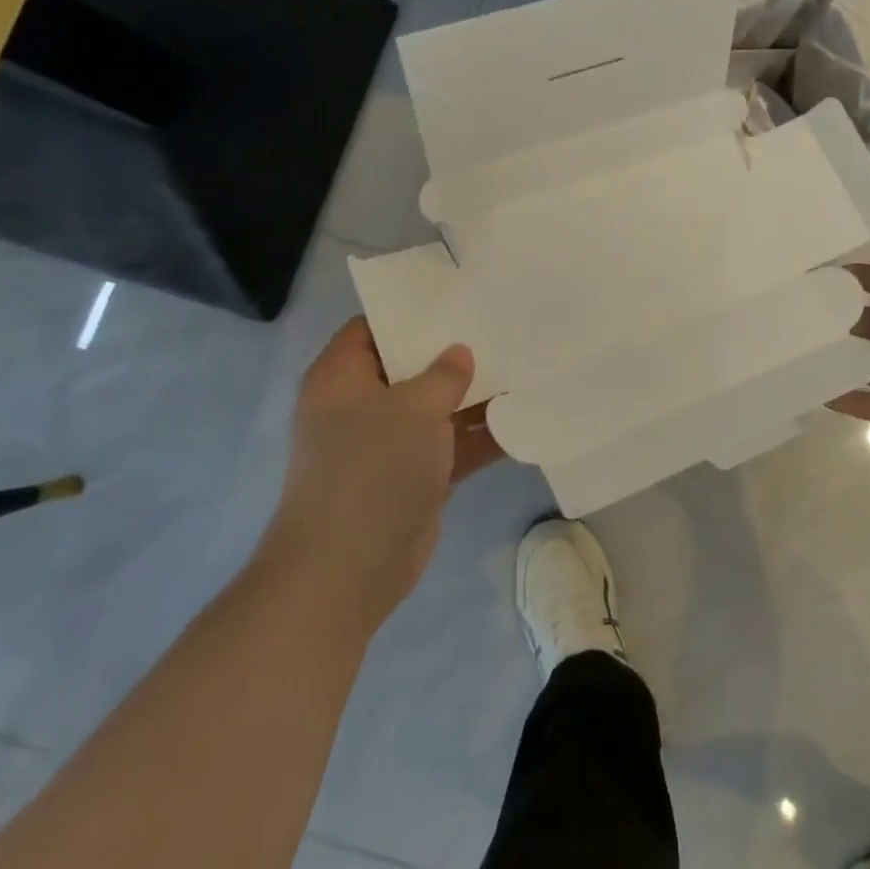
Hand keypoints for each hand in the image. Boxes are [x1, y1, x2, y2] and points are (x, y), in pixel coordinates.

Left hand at [259, 317, 502, 624]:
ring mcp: (389, 445)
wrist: (347, 569)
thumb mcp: (412, 408)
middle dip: (456, 354)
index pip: (374, 328)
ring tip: (526, 368)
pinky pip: (452, 446)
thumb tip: (460, 354)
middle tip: (504, 330)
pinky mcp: (414, 477)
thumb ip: (443, 375)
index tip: (460, 299)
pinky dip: (482, 437)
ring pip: (438, 408)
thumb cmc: (371, 470)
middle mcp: (362, 406)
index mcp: (343, 378)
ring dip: (477, 396)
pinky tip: (525, 420)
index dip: (413, 312)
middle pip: (412, 367)